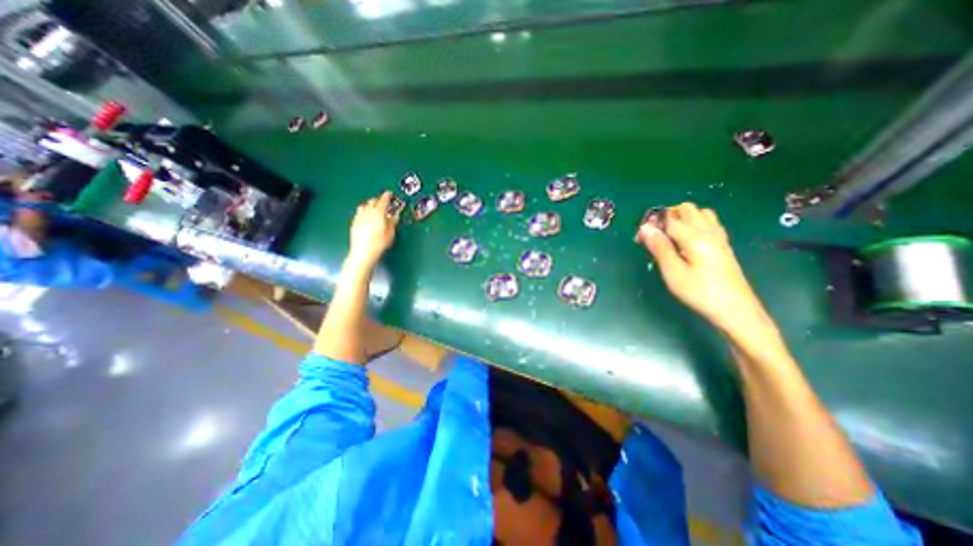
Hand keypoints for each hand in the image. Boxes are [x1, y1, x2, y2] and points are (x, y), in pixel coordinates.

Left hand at [348, 189, 400, 267]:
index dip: (387, 196)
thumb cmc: (379, 243)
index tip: (389, 194)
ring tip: (374, 210)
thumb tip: (395, 215)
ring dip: (370, 205)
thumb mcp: (390, 232)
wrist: (363, 251)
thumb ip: (393, 222)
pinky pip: (359, 213)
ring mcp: (359, 216)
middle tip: (384, 203)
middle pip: (372, 201)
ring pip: (364, 205)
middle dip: (379, 200)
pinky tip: (367, 218)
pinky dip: (364, 212)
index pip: (383, 200)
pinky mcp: (354, 222)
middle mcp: (367, 212)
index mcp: (378, 212)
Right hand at [640, 203, 775, 337]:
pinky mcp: (722, 245)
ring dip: (681, 218)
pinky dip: (693, 223)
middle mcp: (708, 231)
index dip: (651, 224)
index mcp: (694, 237)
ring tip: (668, 236)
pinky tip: (686, 240)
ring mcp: (718, 237)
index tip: (639, 238)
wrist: (735, 310)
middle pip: (686, 209)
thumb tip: (645, 228)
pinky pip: (708, 223)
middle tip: (654, 236)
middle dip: (666, 216)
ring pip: (699, 213)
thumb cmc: (699, 292)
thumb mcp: (673, 272)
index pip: (668, 218)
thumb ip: (659, 247)